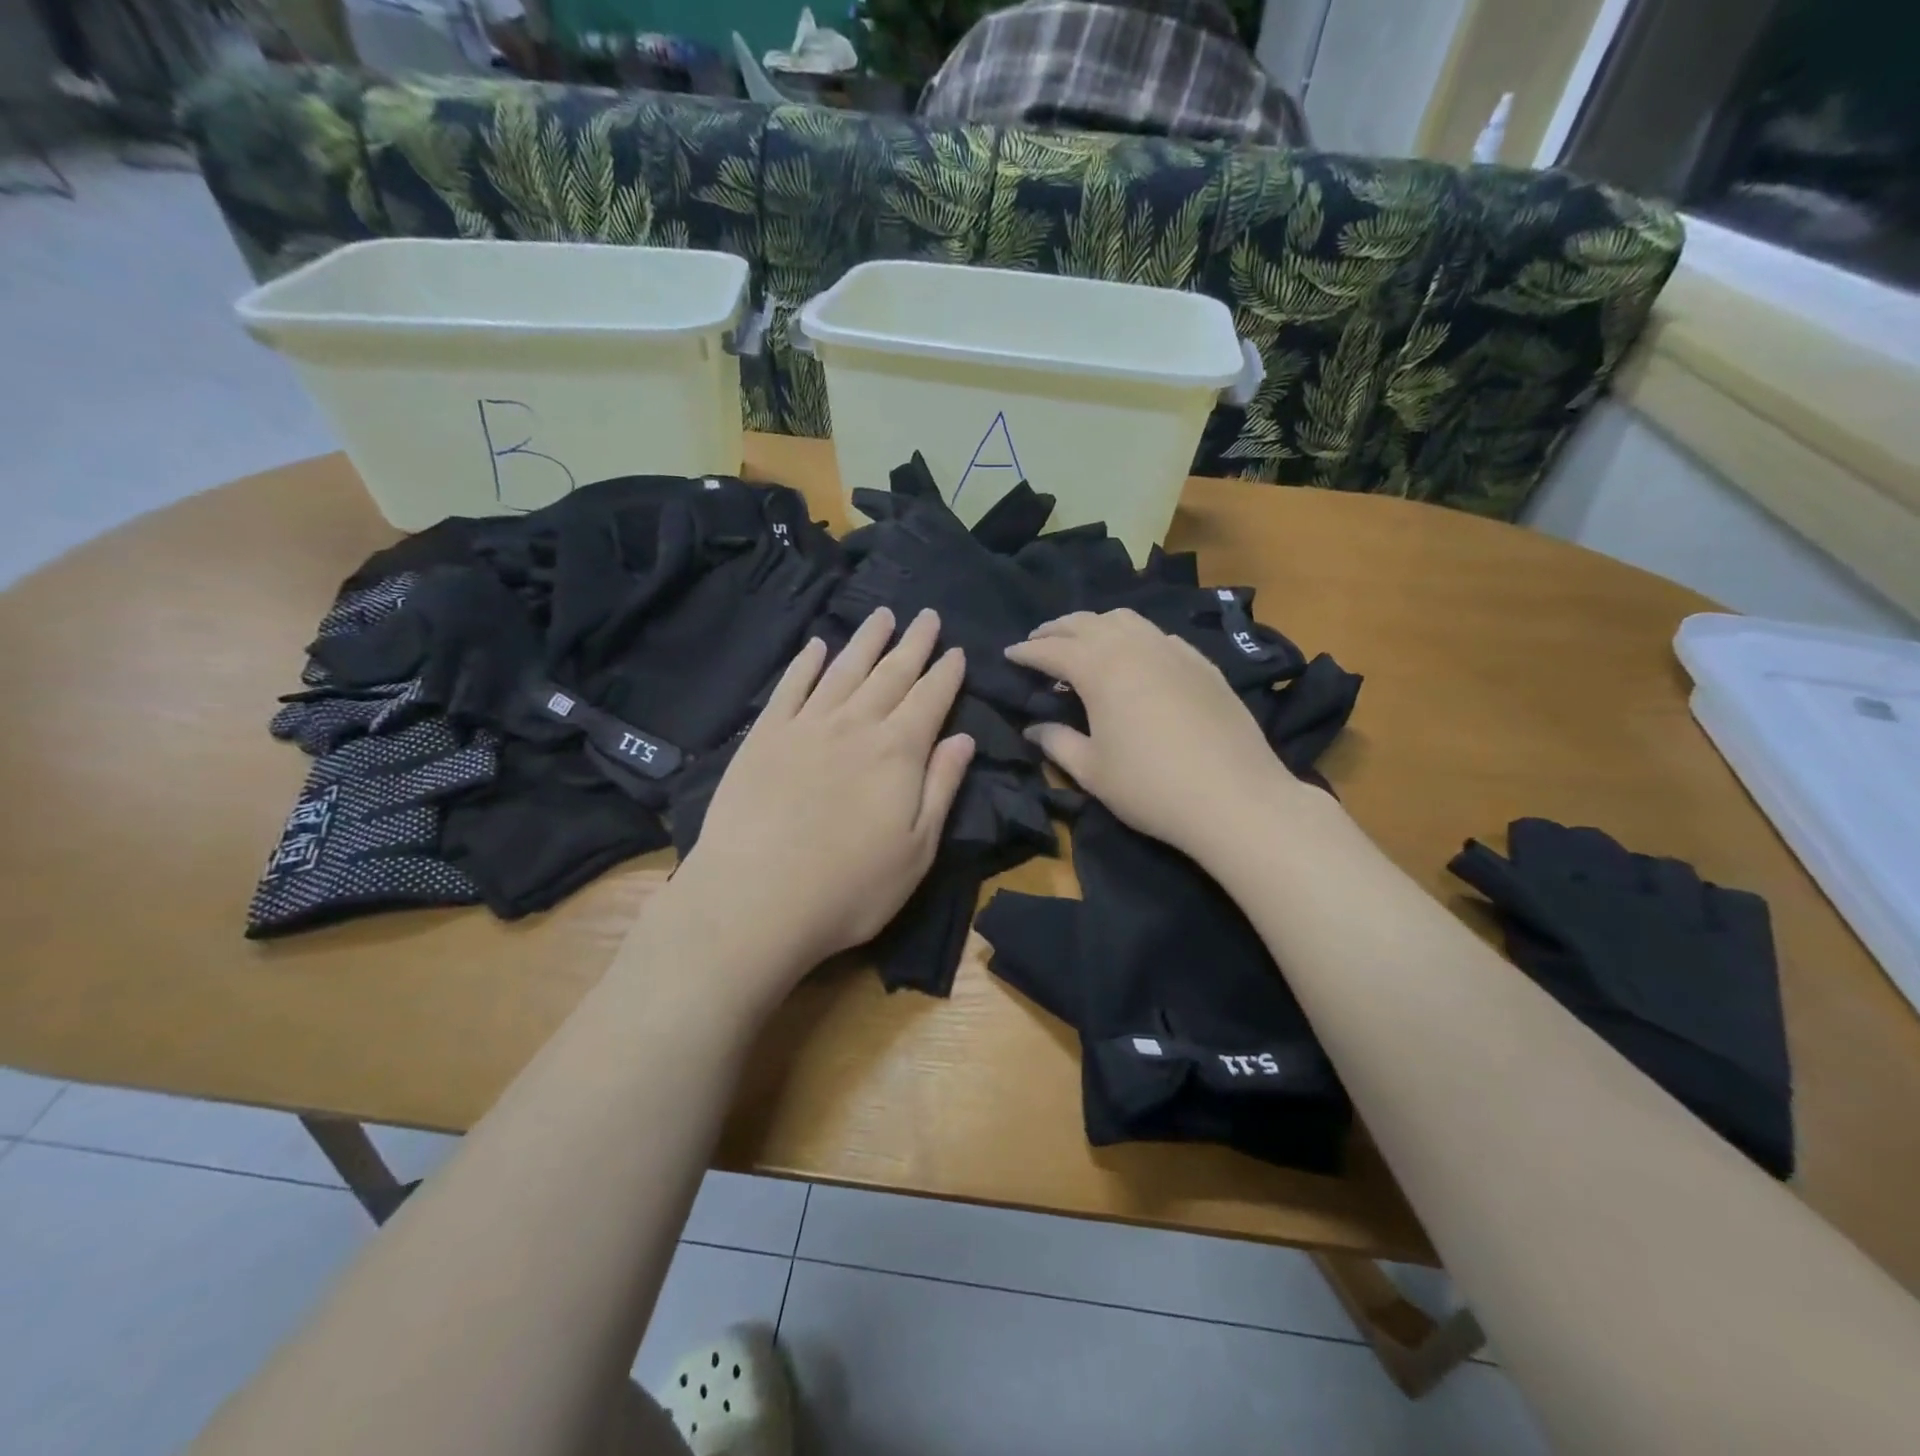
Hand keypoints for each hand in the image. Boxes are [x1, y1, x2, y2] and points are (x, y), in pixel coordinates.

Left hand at [667, 606, 974, 984]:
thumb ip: (941, 788)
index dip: (946, 674)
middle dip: (913, 644)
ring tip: (882, 615)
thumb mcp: (917, 849)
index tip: (956, 650)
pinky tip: (815, 646)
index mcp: (898, 752)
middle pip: (891, 674)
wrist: (755, 900)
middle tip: (927, 615)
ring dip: (866, 640)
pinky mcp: (764, 736)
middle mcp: (855, 726)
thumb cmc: (850, 887)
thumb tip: (963, 739)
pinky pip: (790, 687)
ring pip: (844, 670)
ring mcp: (806, 726)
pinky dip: (805, 663)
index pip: (931, 699)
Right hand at [1004, 610, 1307, 857]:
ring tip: (1083, 644)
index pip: (1053, 649)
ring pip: (1125, 620)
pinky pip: (1158, 635)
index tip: (1009, 655)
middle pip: (1086, 622)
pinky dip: (1134, 637)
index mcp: (1100, 669)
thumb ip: (1057, 742)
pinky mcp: (1202, 663)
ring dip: (1095, 625)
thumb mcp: (1092, 771)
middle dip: (1057, 629)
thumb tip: (1033, 727)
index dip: (1027, 651)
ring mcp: (1173, 651)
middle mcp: (1134, 646)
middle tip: (1039, 642)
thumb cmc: (1150, 787)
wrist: (1234, 797)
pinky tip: (1135, 658)